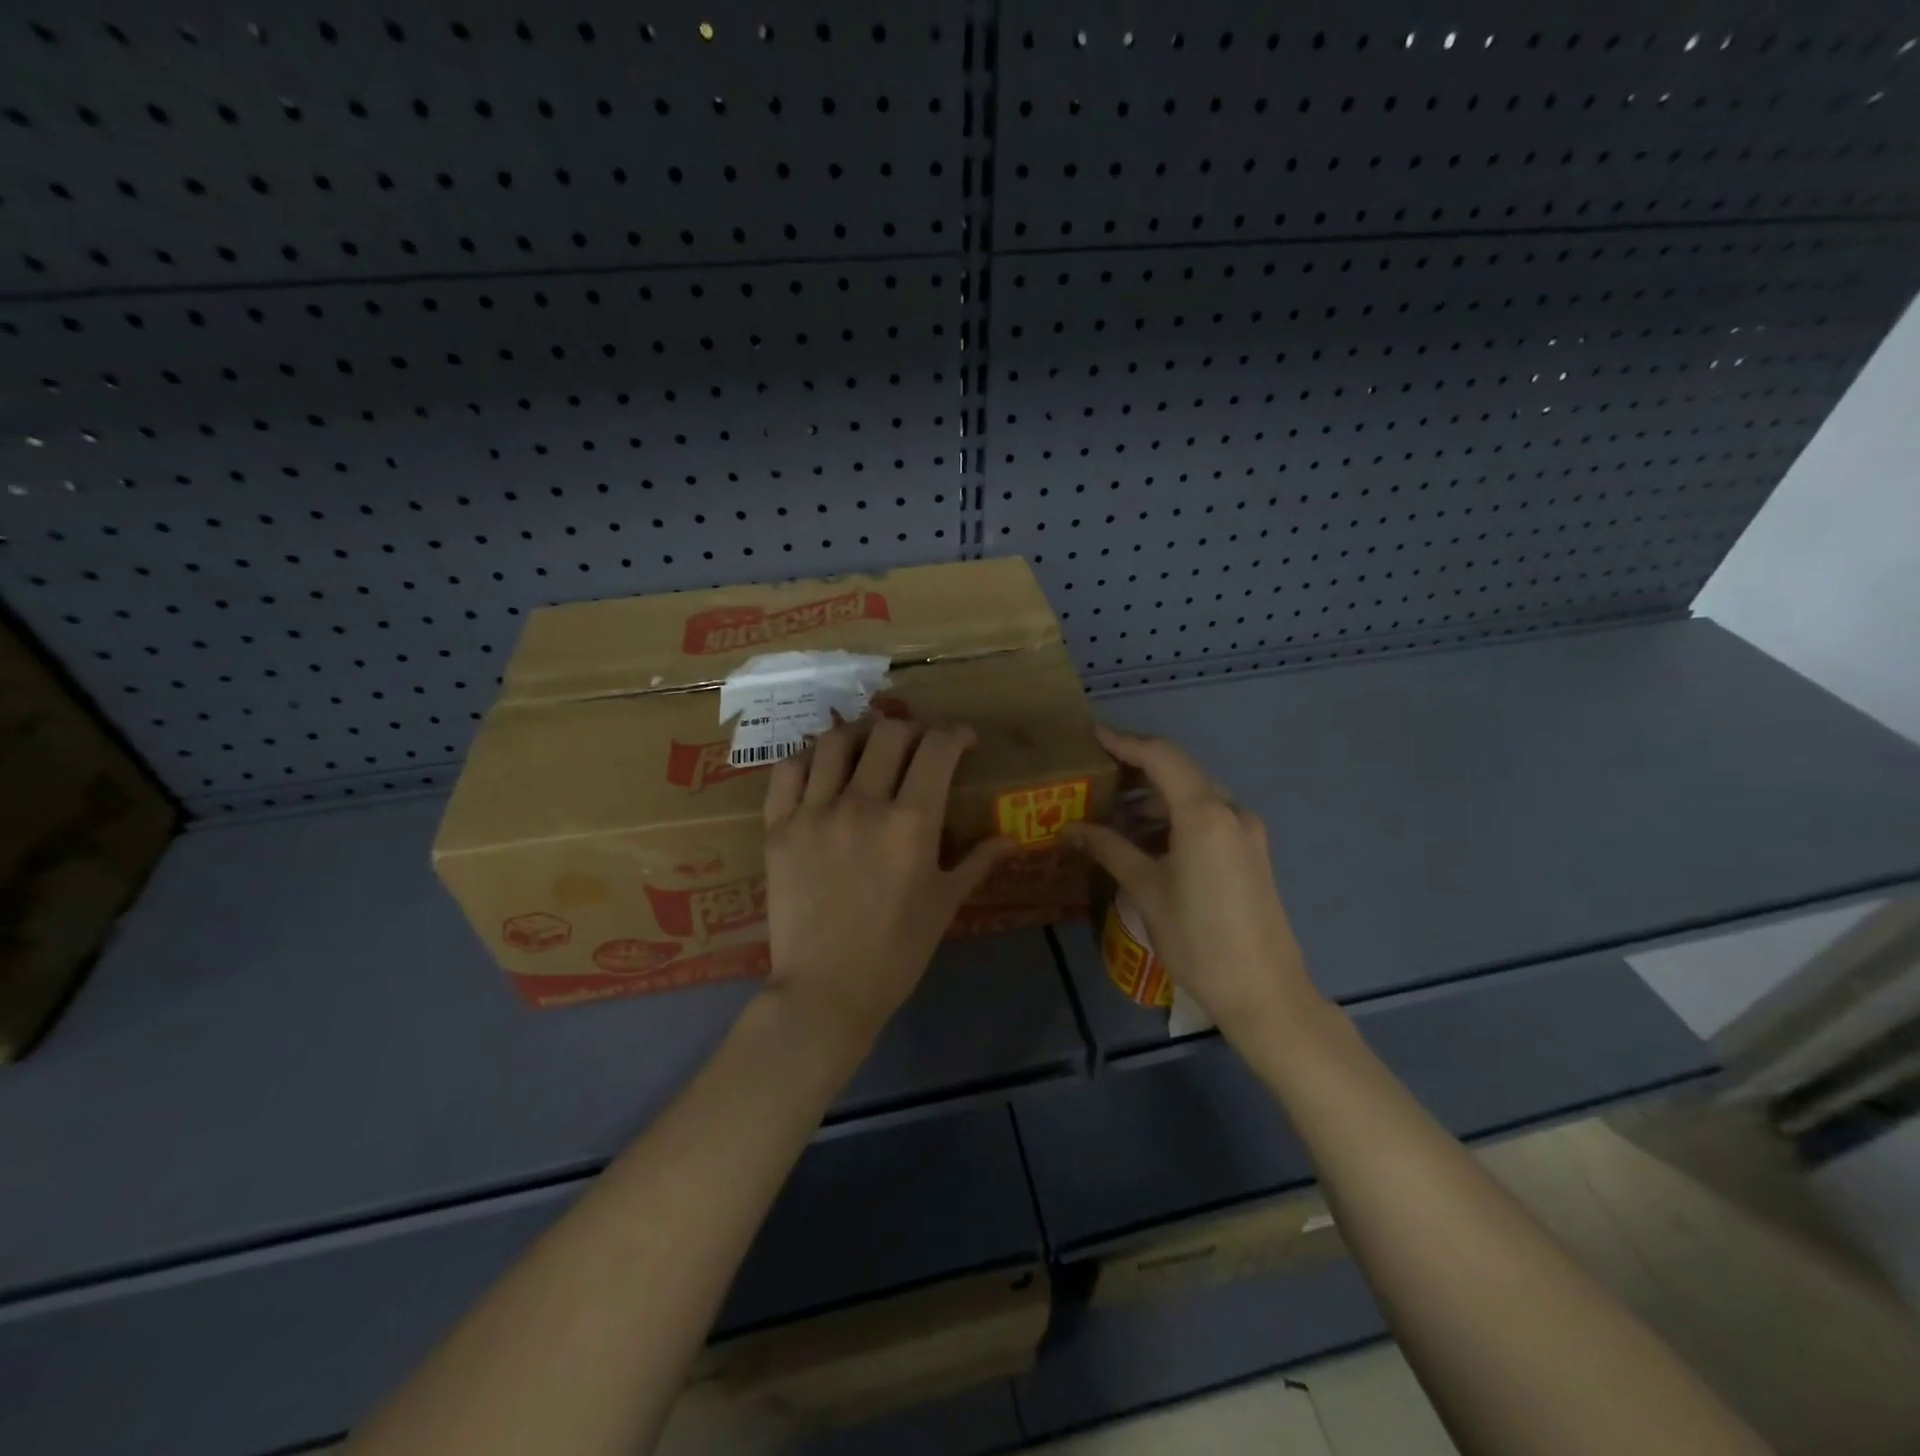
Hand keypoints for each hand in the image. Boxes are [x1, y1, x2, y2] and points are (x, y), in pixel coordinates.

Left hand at [760, 719, 1014, 1057]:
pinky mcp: (778, 827)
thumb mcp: (945, 904)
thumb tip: (1011, 838)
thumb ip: (978, 862)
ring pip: (836, 741)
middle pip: (889, 733)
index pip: (938, 748)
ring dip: (861, 736)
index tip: (964, 742)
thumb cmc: (896, 951)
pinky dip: (809, 759)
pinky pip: (788, 771)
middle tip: (919, 747)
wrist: (826, 991)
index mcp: (912, 822)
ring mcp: (815, 812)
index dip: (956, 734)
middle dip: (914, 729)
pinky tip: (822, 770)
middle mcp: (863, 804)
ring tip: (869, 751)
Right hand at [1062, 726, 1324, 1048]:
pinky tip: (1147, 836)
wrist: (1265, 993)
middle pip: (1180, 771)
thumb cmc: (1199, 940)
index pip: (1161, 757)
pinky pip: (1208, 816)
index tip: (1092, 734)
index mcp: (1205, 814)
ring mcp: (1246, 831)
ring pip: (1195, 794)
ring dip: (1156, 795)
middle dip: (1138, 766)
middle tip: (1096, 771)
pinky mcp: (1251, 851)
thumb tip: (1070, 828)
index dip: (1125, 741)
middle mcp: (1231, 811)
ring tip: (1113, 808)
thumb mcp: (1147, 891)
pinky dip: (1175, 815)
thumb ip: (1110, 849)